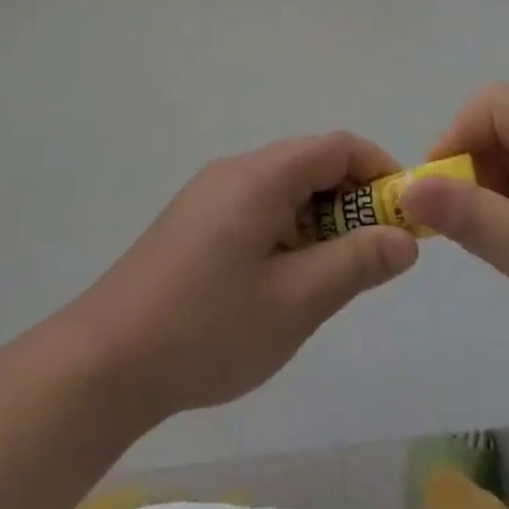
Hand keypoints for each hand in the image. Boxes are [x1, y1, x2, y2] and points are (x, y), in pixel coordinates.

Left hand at [61, 133, 418, 421]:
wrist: (103, 362)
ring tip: (328, 276)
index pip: (337, 146)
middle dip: (352, 200)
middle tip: (371, 256)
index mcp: (260, 176)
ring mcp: (209, 193)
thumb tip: (404, 238)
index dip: (380, 171)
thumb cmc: (208, 329)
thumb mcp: (295, 303)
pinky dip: (286, 227)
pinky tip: (280, 280)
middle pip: (310, 163)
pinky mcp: (193, 219)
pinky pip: (256, 205)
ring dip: (319, 218)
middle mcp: (235, 170)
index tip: (405, 216)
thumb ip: (356, 264)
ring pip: (284, 186)